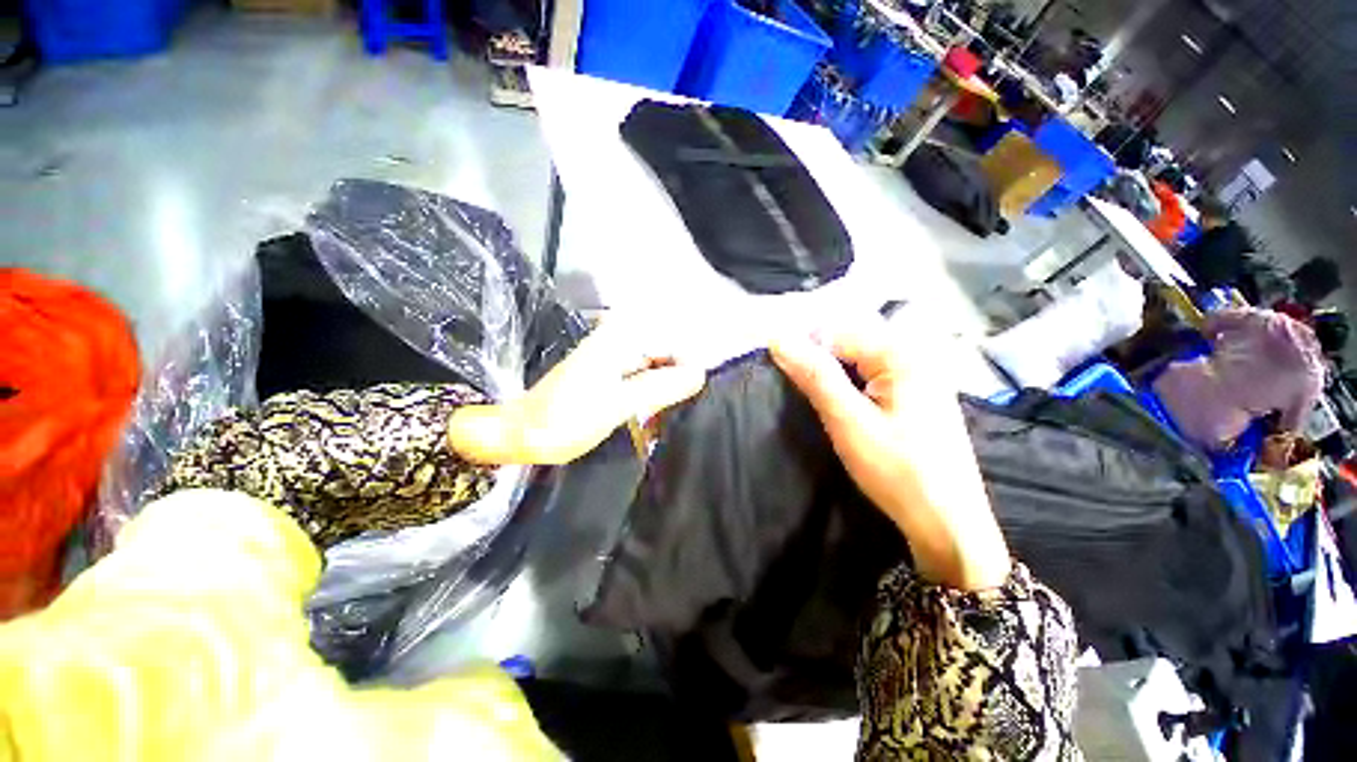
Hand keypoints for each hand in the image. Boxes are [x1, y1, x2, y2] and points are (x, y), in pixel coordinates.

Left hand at [447, 319, 705, 464]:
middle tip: (670, 414)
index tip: (688, 401)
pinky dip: (650, 398)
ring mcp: (615, 356)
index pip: (675, 345)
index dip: (686, 371)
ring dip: (663, 394)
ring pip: (656, 369)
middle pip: (667, 355)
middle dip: (674, 384)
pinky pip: (643, 380)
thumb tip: (701, 373)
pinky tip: (648, 419)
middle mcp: (621, 339)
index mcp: (622, 338)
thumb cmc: (568, 418)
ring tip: (658, 420)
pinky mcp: (610, 374)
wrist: (523, 434)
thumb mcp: (620, 403)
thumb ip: (662, 386)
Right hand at [771, 320, 1011, 591]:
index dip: (804, 351)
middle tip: (801, 395)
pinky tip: (842, 409)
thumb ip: (815, 376)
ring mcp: (919, 375)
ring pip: (858, 362)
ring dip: (832, 377)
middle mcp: (914, 354)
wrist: (947, 523)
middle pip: (849, 344)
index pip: (836, 333)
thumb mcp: (848, 421)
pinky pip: (871, 377)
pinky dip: (850, 388)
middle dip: (819, 364)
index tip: (783, 376)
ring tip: (817, 403)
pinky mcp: (916, 395)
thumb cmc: (898, 471)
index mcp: (902, 353)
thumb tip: (779, 339)